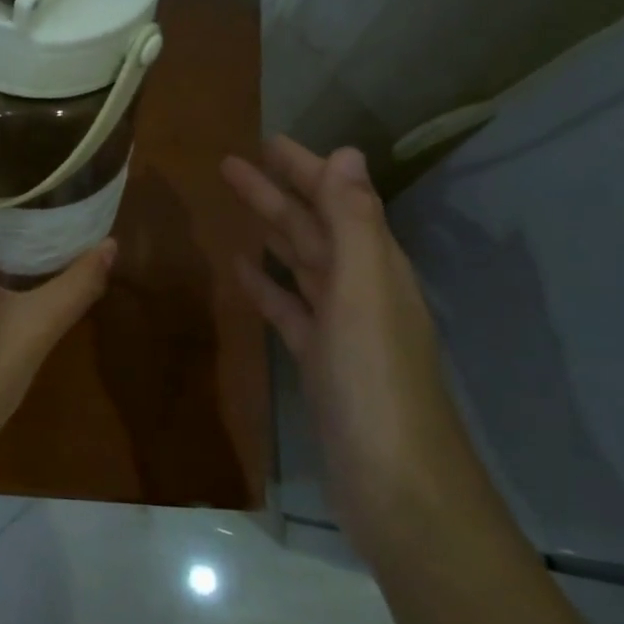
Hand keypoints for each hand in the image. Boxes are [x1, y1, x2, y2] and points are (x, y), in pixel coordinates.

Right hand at [222, 137, 481, 554]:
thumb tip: (346, 153)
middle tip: (231, 163)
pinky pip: (289, 308)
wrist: (392, 482)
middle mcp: (361, 288)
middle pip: (313, 227)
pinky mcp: (318, 360)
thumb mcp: (364, 290)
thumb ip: (353, 221)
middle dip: (277, 192)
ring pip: (300, 264)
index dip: (305, 168)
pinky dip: (266, 285)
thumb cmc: (374, 379)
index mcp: (376, 266)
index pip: (337, 200)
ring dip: (270, 231)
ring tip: (234, 205)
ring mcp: (339, 327)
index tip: (268, 141)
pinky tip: (240, 270)